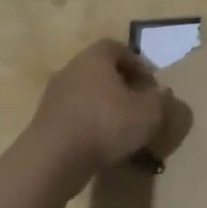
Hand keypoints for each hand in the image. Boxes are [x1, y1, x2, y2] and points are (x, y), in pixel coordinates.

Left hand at [26, 39, 171, 194]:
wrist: (53, 159)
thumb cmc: (105, 125)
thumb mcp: (148, 113)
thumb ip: (159, 100)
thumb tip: (162, 91)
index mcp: (94, 59)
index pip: (115, 47)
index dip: (135, 61)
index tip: (148, 81)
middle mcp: (71, 70)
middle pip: (98, 69)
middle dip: (119, 83)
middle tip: (137, 102)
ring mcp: (53, 96)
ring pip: (84, 92)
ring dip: (102, 104)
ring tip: (120, 125)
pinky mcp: (44, 121)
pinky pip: (72, 114)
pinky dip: (87, 122)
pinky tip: (100, 141)